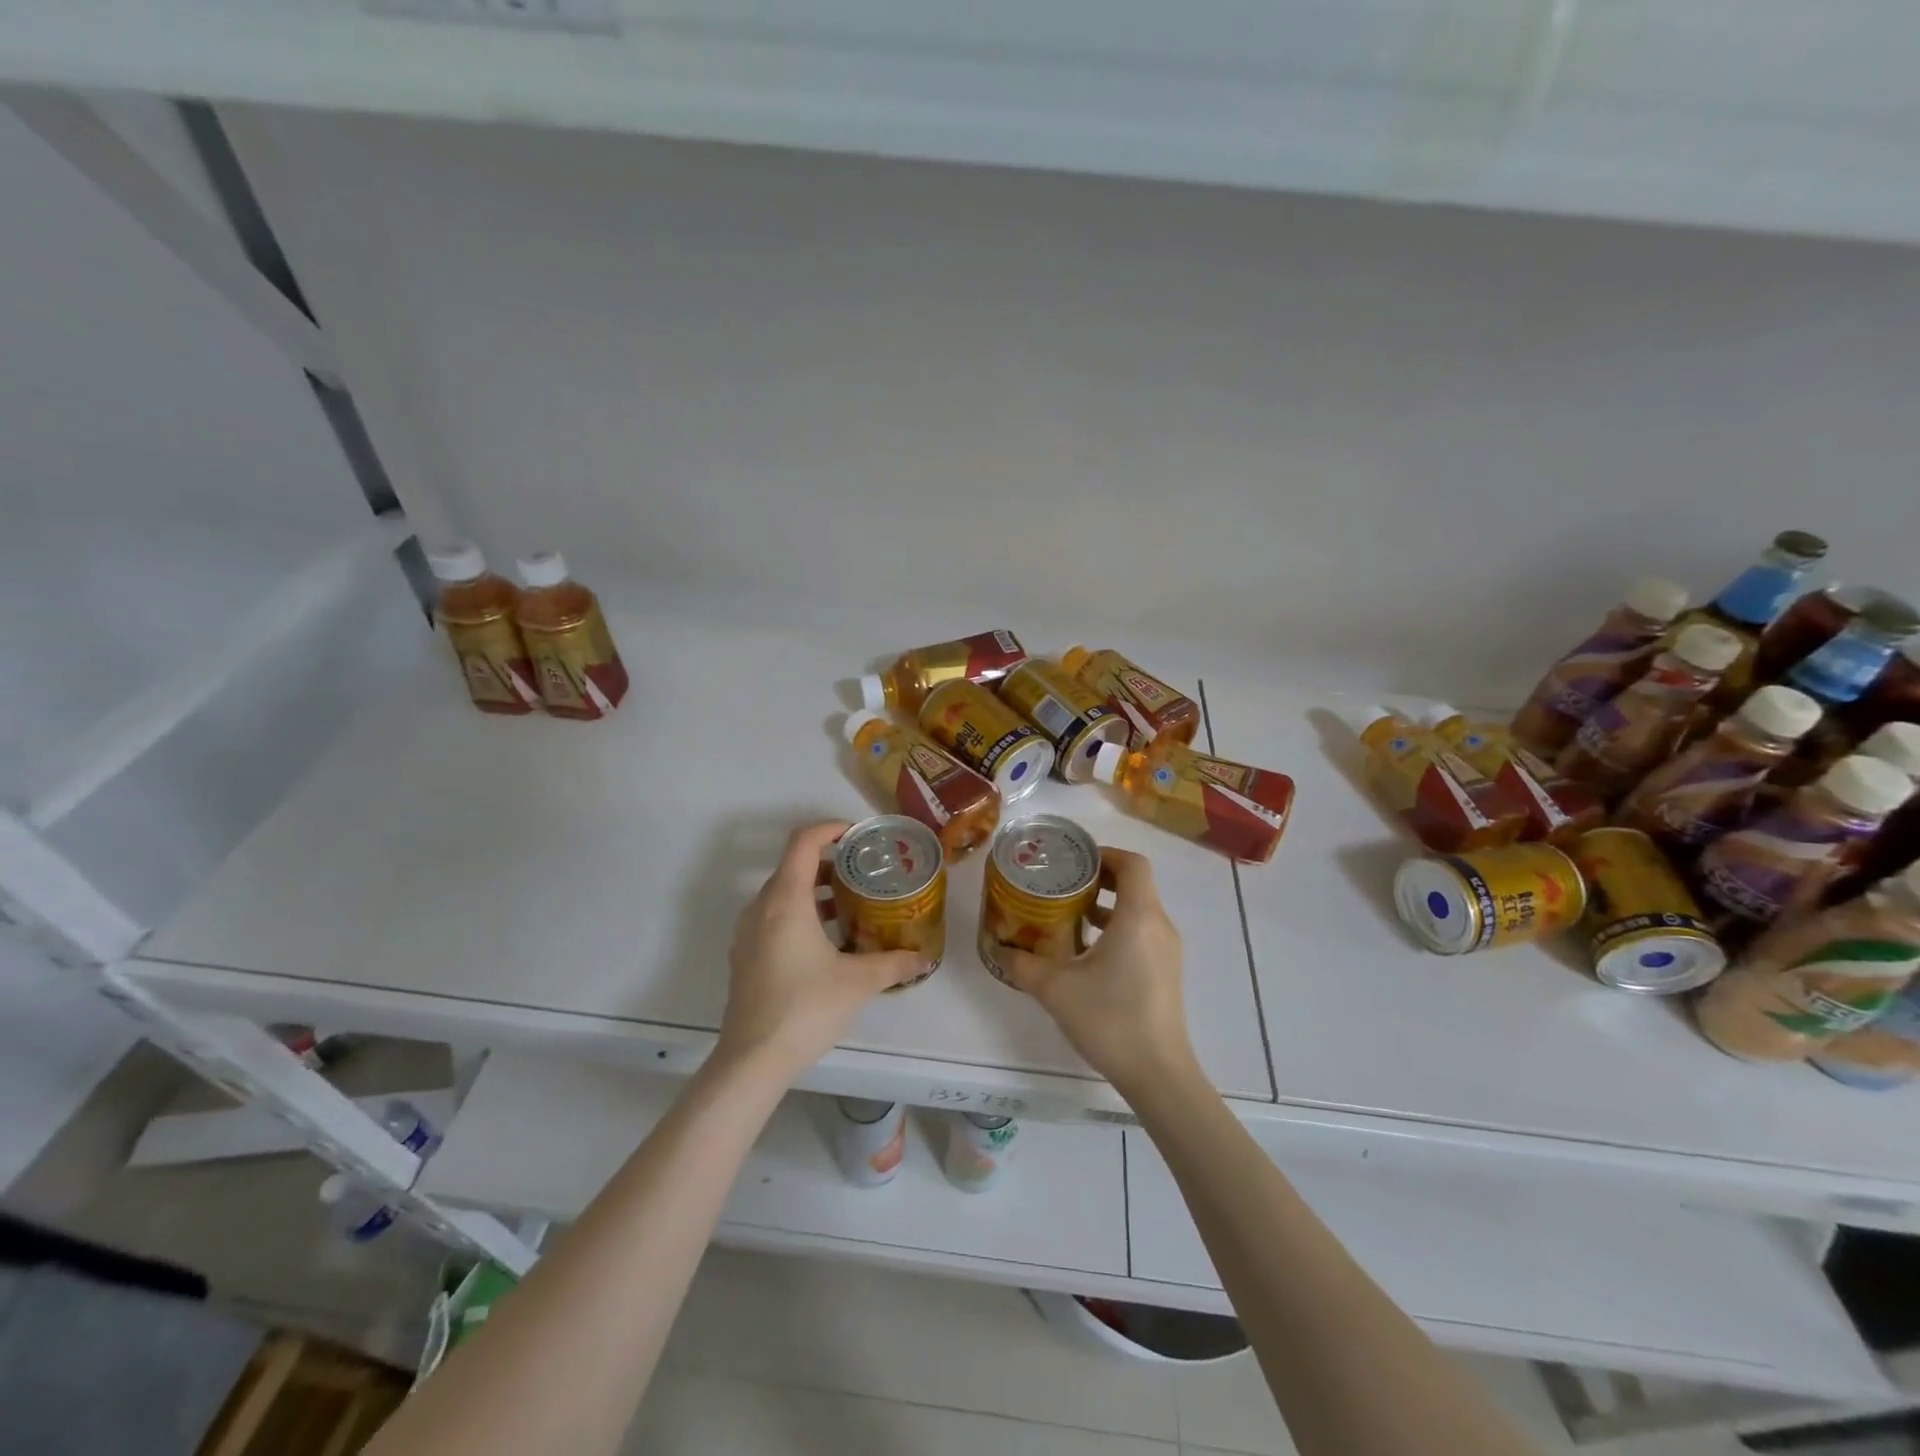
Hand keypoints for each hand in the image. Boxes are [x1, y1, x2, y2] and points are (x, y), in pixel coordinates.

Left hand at [718, 821, 925, 1079]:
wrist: (752, 1060)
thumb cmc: (805, 1007)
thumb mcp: (858, 982)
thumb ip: (894, 963)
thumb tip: (924, 958)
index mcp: (786, 900)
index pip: (803, 842)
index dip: (831, 828)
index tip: (858, 834)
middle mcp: (761, 907)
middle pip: (794, 866)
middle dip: (830, 862)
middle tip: (864, 873)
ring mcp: (748, 932)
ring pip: (783, 893)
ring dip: (816, 891)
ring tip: (852, 906)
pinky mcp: (745, 956)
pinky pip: (774, 917)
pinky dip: (801, 914)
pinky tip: (828, 942)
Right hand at [997, 847, 1197, 1094]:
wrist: (1158, 1073)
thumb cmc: (1110, 1018)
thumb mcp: (1056, 989)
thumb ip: (1024, 964)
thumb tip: (999, 949)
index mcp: (1138, 916)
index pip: (1132, 863)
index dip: (1104, 854)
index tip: (1074, 862)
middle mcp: (1159, 925)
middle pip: (1136, 884)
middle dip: (1100, 879)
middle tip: (1064, 886)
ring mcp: (1167, 951)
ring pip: (1139, 910)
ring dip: (1107, 906)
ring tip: (1070, 917)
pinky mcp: (1166, 973)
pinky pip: (1143, 933)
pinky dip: (1118, 929)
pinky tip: (1088, 954)